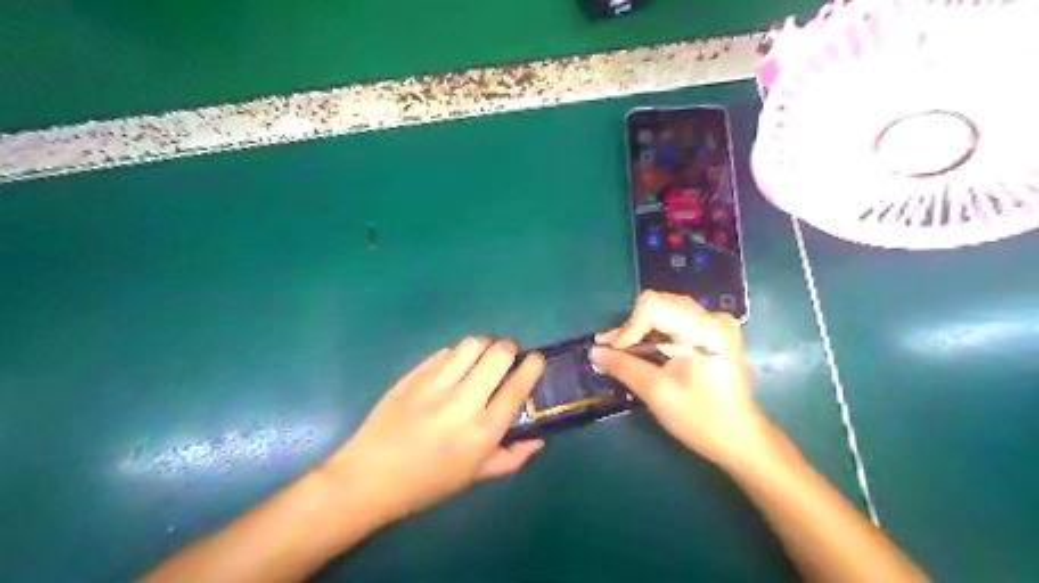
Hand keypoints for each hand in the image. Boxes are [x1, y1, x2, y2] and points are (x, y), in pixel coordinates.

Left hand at [325, 338, 546, 523]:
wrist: (371, 477)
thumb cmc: (428, 482)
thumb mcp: (476, 476)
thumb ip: (512, 457)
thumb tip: (540, 439)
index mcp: (483, 429)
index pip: (518, 385)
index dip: (532, 365)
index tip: (536, 359)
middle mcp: (464, 401)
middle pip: (498, 354)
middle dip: (509, 349)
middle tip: (506, 358)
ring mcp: (436, 384)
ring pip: (472, 344)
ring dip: (483, 346)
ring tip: (480, 358)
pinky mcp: (414, 375)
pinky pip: (444, 352)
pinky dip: (456, 355)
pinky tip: (452, 368)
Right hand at [593, 292, 770, 469]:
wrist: (740, 439)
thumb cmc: (699, 418)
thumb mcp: (656, 391)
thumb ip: (623, 366)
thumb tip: (594, 351)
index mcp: (703, 328)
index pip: (653, 306)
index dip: (628, 326)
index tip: (615, 352)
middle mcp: (713, 317)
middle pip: (660, 304)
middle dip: (633, 327)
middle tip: (612, 350)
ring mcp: (717, 324)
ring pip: (667, 311)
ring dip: (643, 330)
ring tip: (623, 351)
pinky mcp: (716, 333)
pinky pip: (678, 321)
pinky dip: (658, 334)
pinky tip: (645, 351)